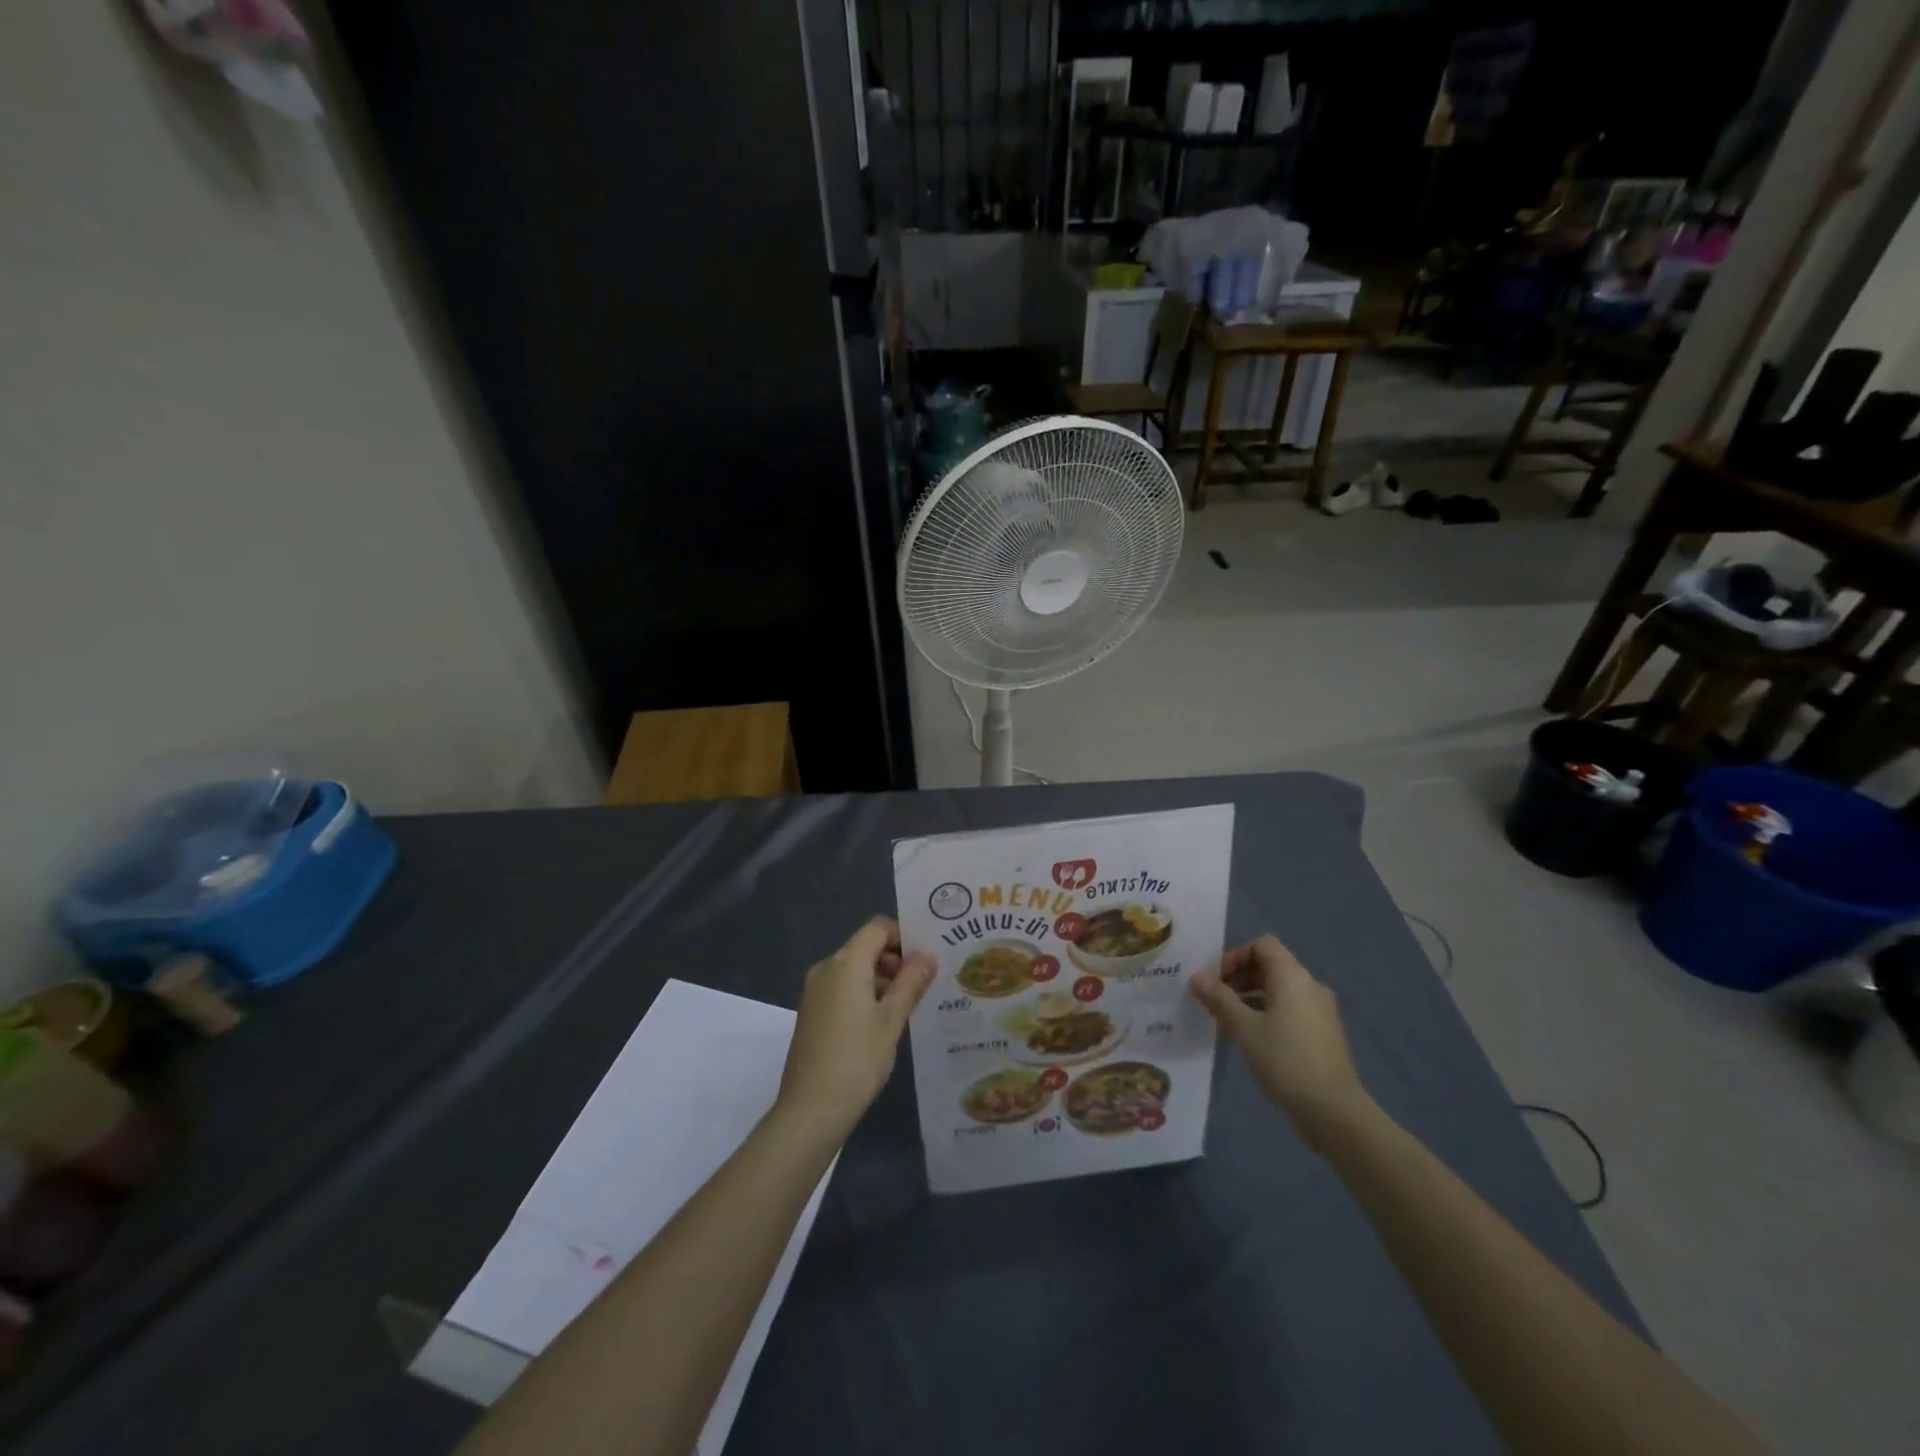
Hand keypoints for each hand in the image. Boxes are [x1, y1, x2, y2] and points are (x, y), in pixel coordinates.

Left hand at [776, 916, 933, 1139]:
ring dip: (881, 979)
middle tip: (923, 986)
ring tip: (908, 1007)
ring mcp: (815, 991)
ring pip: (854, 969)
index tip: (926, 960)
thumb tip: (928, 956)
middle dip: (895, 960)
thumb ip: (911, 983)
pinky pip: (842, 988)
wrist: (809, 1111)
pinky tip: (882, 1023)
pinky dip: (864, 994)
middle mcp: (826, 968)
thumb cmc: (856, 1060)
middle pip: (865, 947)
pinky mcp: (811, 1012)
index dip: (904, 936)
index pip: (877, 928)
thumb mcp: (892, 1021)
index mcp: (845, 963)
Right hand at [1191, 935, 1374, 1150]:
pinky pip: (1290, 1009)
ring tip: (1228, 1021)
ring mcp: (1321, 1011)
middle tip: (1216, 1000)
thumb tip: (1196, 977)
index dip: (1235, 956)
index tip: (1216, 980)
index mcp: (1292, 977)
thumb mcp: (1244, 1028)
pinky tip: (1252, 1039)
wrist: (1335, 1111)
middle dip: (1240, 977)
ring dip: (1251, 997)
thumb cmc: (1286, 1060)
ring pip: (1280, 990)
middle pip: (1270, 966)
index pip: (1262, 945)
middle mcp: (1310, 986)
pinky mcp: (1323, 1034)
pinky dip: (1268, 1013)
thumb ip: (1219, 999)